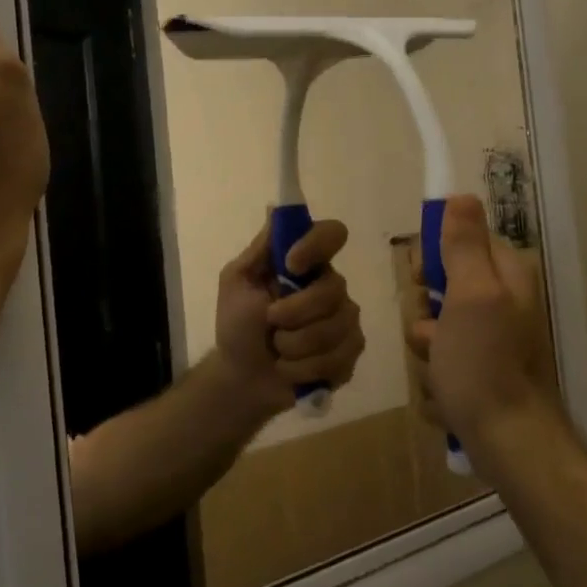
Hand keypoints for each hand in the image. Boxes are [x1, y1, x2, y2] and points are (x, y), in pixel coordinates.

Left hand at [214, 219, 364, 418]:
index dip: (317, 245)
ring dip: (296, 346)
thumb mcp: (236, 282)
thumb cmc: (237, 325)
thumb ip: (260, 249)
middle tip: (270, 324)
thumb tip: (277, 209)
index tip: (291, 264)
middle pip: (334, 289)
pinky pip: (341, 357)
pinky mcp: (350, 354)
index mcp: (307, 264)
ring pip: (337, 327)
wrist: (242, 377)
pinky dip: (306, 369)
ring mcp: (345, 321)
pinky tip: (292, 370)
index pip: (332, 234)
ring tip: (278, 352)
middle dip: (295, 313)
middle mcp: (332, 287)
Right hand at [405, 195, 568, 466]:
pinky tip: (445, 393)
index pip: (459, 239)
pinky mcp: (480, 370)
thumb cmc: (484, 363)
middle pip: (443, 283)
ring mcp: (492, 338)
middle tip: (433, 332)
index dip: (433, 257)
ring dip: (427, 346)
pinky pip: (442, 358)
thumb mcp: (471, 295)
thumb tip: (462, 195)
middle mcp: (502, 300)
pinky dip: (437, 374)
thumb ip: (463, 246)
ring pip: (436, 324)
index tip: (422, 279)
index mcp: (506, 274)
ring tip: (439, 368)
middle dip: (425, 310)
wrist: (507, 442)